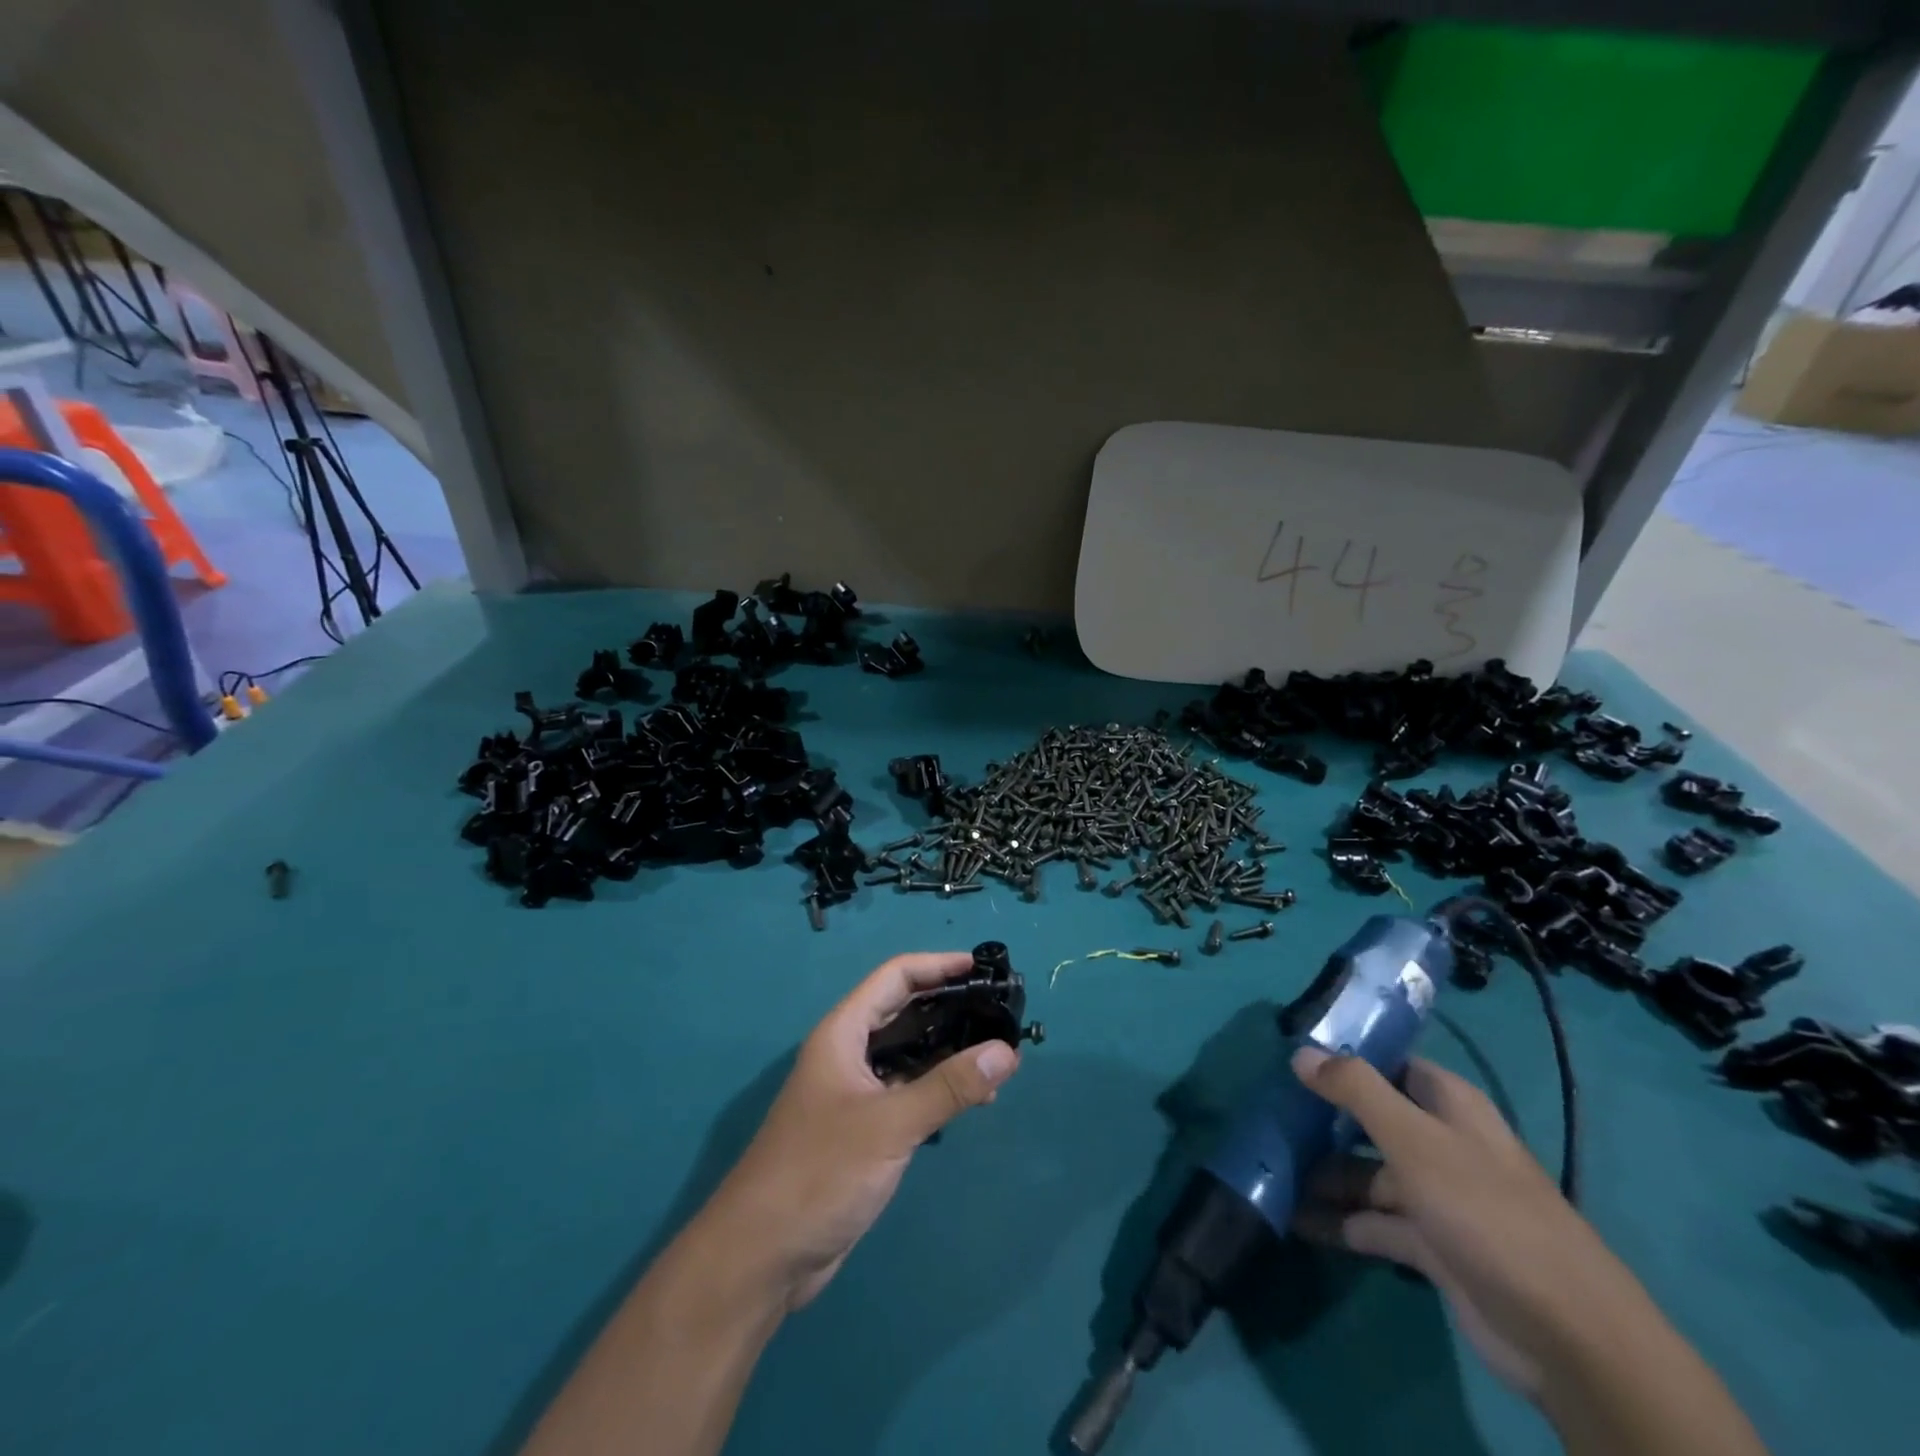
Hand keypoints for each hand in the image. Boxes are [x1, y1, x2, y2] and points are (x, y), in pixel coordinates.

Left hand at [703, 951, 1022, 1310]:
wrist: (762, 1256)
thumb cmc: (820, 1173)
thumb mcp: (890, 1125)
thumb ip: (949, 1086)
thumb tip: (1007, 1051)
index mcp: (843, 1033)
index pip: (895, 977)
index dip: (938, 965)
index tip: (982, 967)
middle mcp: (848, 1053)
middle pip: (904, 1012)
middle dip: (950, 1007)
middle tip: (1000, 1012)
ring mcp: (854, 1092)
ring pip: (909, 1054)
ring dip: (949, 1052)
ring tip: (999, 1058)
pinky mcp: (863, 1129)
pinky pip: (908, 1092)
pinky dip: (939, 1089)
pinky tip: (973, 1100)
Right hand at [1288, 1048, 1637, 1398]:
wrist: (1564, 1333)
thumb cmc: (1484, 1211)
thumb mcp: (1413, 1139)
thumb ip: (1355, 1090)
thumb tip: (1300, 1051)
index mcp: (1448, 1105)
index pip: (1388, 1065)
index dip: (1343, 1058)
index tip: (1290, 1057)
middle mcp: (1441, 1143)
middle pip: (1371, 1120)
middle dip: (1322, 1120)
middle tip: (1266, 1116)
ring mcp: (1436, 1197)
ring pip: (1367, 1173)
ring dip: (1323, 1174)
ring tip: (1267, 1171)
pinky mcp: (1431, 1246)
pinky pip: (1372, 1223)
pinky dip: (1337, 1221)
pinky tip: (1293, 1219)